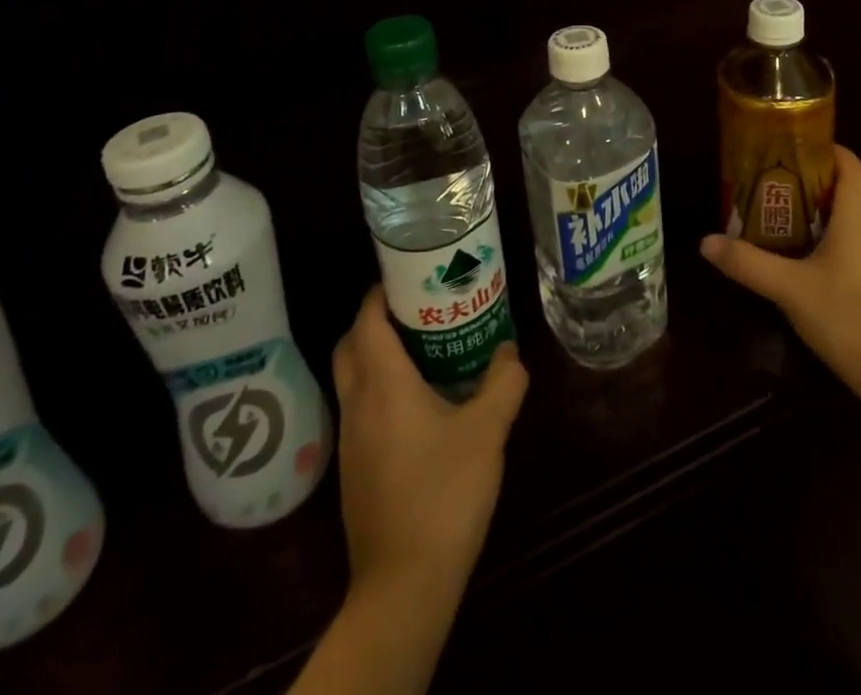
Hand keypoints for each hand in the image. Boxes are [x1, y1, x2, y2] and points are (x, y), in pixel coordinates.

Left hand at [331, 285, 528, 611]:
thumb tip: (510, 350)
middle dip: (374, 320)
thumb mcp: (487, 432)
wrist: (403, 585)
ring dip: (375, 355)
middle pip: (350, 344)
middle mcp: (357, 404)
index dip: (380, 292)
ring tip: (421, 350)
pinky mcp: (353, 470)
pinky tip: (415, 406)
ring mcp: (350, 440)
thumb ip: (504, 382)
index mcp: (383, 384)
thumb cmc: (444, 494)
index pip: (367, 320)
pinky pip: (359, 409)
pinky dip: (377, 390)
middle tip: (415, 309)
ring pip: (351, 378)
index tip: (408, 275)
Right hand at [702, 144, 860, 409]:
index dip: (835, 153)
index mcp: (860, 221)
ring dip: (860, 209)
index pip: (855, 169)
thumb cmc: (848, 319)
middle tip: (813, 186)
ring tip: (821, 222)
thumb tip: (706, 242)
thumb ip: (748, 264)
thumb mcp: (789, 290)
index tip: (806, 150)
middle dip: (849, 179)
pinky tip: (839, 263)